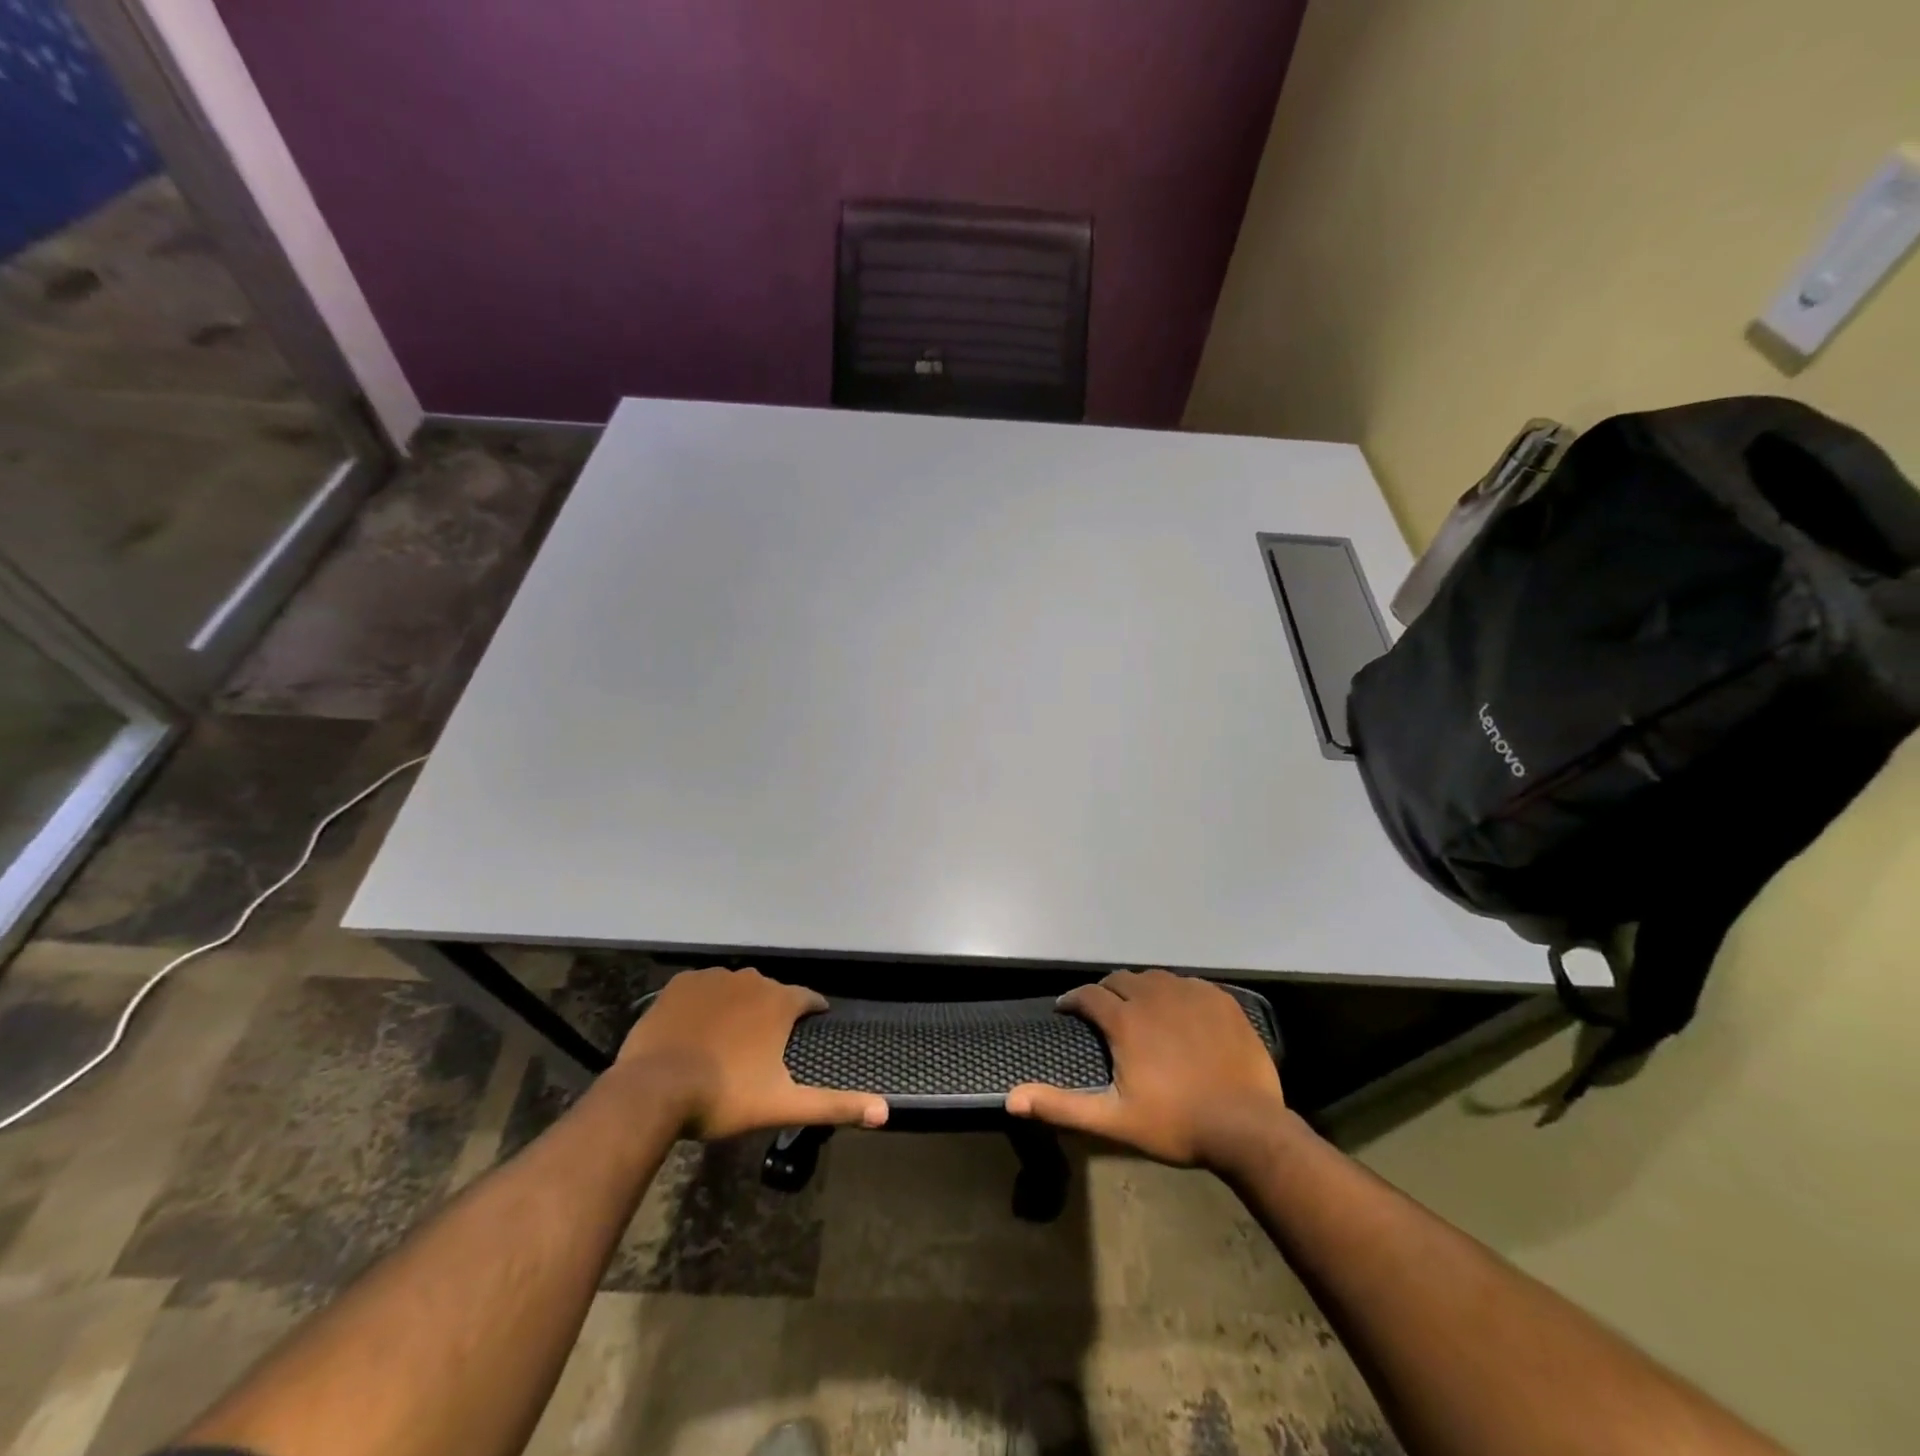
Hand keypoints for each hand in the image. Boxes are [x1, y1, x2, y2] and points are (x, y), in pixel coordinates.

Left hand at [615, 967, 887, 1138]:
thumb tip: (886, 1111)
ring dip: (737, 1008)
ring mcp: (713, 978)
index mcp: (779, 1002)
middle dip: (770, 1015)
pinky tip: (696, 1030)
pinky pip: (702, 988)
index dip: (811, 1015)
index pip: (809, 1000)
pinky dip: (704, 1004)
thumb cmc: (725, 1095)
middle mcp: (751, 980)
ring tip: (725, 1043)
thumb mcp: (784, 1105)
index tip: (808, 1032)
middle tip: (760, 1050)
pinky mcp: (681, 984)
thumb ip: (835, 1105)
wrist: (654, 1089)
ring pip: (736, 989)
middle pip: (771, 994)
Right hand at [1006, 969, 1287, 1170]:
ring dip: (1140, 988)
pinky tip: (1179, 1012)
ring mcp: (1190, 993)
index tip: (1066, 1010)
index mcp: (1125, 1020)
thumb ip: (1061, 1106)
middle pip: (1120, 979)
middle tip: (1104, 1011)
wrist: (1247, 1128)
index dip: (1073, 1000)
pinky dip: (1175, 992)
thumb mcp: (1113, 1120)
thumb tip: (1011, 1099)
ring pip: (1155, 978)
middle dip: (1106, 990)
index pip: (1088, 995)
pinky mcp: (1220, 999)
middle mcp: (1154, 995)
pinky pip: (1188, 984)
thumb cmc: (1175, 1124)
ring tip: (1140, 1009)